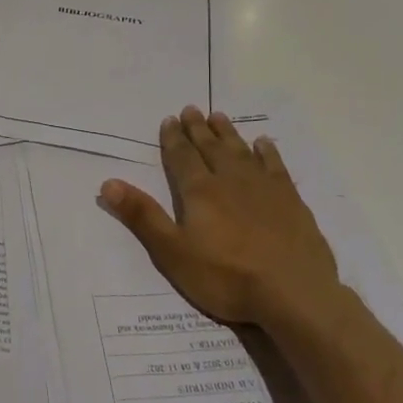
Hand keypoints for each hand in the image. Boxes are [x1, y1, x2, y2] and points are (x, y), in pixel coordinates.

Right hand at [100, 107, 342, 327]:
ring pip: (240, 151)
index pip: (182, 158)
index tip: (169, 120)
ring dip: (227, 133)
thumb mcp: (173, 253)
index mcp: (200, 192)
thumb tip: (108, 183)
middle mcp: (230, 180)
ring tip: (218, 117)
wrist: (294, 294)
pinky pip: (275, 166)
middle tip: (191, 109)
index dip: (173, 139)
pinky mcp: (291, 201)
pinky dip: (267, 152)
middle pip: (210, 148)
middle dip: (198, 129)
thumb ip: (143, 216)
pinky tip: (263, 144)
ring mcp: (264, 188)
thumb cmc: (226, 277)